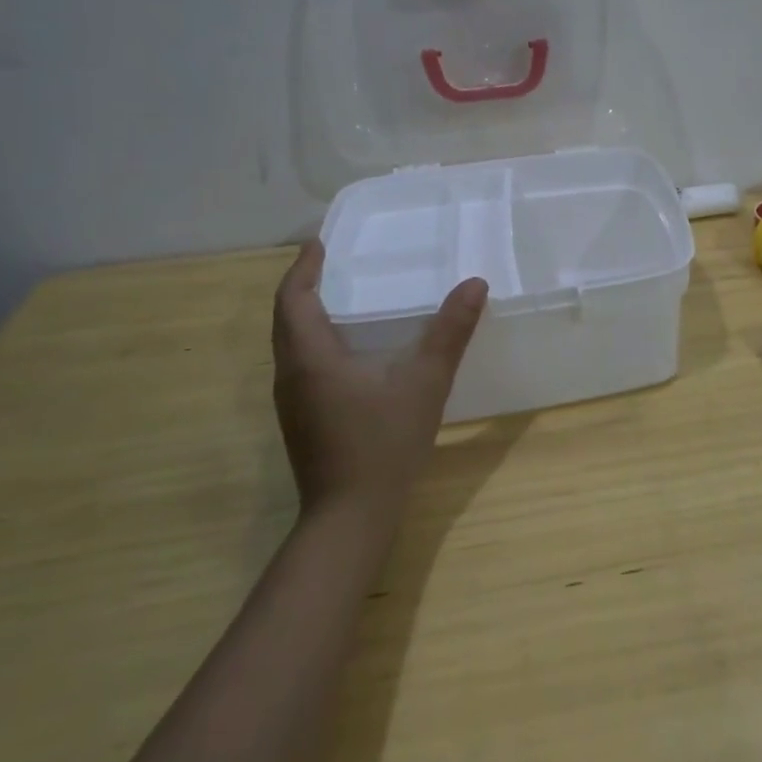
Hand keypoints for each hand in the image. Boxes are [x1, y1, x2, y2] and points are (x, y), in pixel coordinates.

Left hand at [271, 240, 487, 516]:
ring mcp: (292, 401)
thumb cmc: (383, 444)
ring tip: (342, 295)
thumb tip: (475, 284)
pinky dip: (315, 339)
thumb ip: (450, 332)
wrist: (350, 519)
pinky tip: (349, 347)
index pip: (292, 298)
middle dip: (304, 286)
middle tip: (334, 261)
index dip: (304, 267)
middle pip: (286, 318)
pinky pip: (300, 363)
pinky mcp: (302, 420)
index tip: (319, 243)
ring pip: (290, 343)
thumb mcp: (425, 382)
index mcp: (310, 358)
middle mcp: (291, 374)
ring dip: (307, 314)